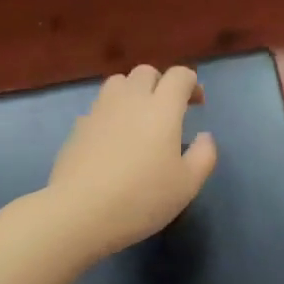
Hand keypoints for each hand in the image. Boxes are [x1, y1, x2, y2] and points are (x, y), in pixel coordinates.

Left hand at [46, 64, 217, 259]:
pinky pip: (100, 106)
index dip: (191, 83)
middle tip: (168, 110)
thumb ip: (204, 155)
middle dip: (161, 83)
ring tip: (139, 118)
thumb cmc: (141, 198)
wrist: (79, 212)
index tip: (197, 103)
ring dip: (134, 91)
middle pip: (147, 72)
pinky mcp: (79, 126)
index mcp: (162, 108)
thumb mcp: (187, 184)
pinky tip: (114, 138)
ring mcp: (100, 110)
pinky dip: (112, 112)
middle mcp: (131, 99)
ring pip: (119, 82)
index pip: (179, 75)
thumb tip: (204, 136)